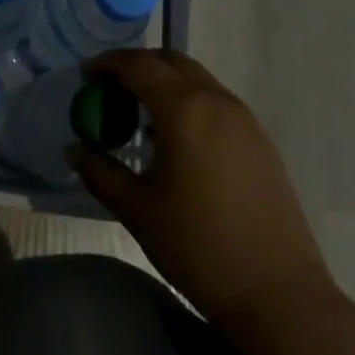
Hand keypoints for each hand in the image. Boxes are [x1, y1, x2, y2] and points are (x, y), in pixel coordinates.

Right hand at [71, 49, 337, 337]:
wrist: (278, 293)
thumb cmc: (198, 247)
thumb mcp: (137, 210)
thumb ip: (100, 173)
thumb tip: (76, 151)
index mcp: (185, 110)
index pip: (139, 66)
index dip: (108, 64)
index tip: (85, 75)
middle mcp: (217, 102)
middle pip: (171, 62)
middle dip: (137, 66)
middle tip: (110, 88)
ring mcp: (245, 120)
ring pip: (197, 79)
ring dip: (165, 83)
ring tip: (139, 114)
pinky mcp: (261, 141)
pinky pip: (216, 102)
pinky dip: (189, 102)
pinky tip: (176, 140)